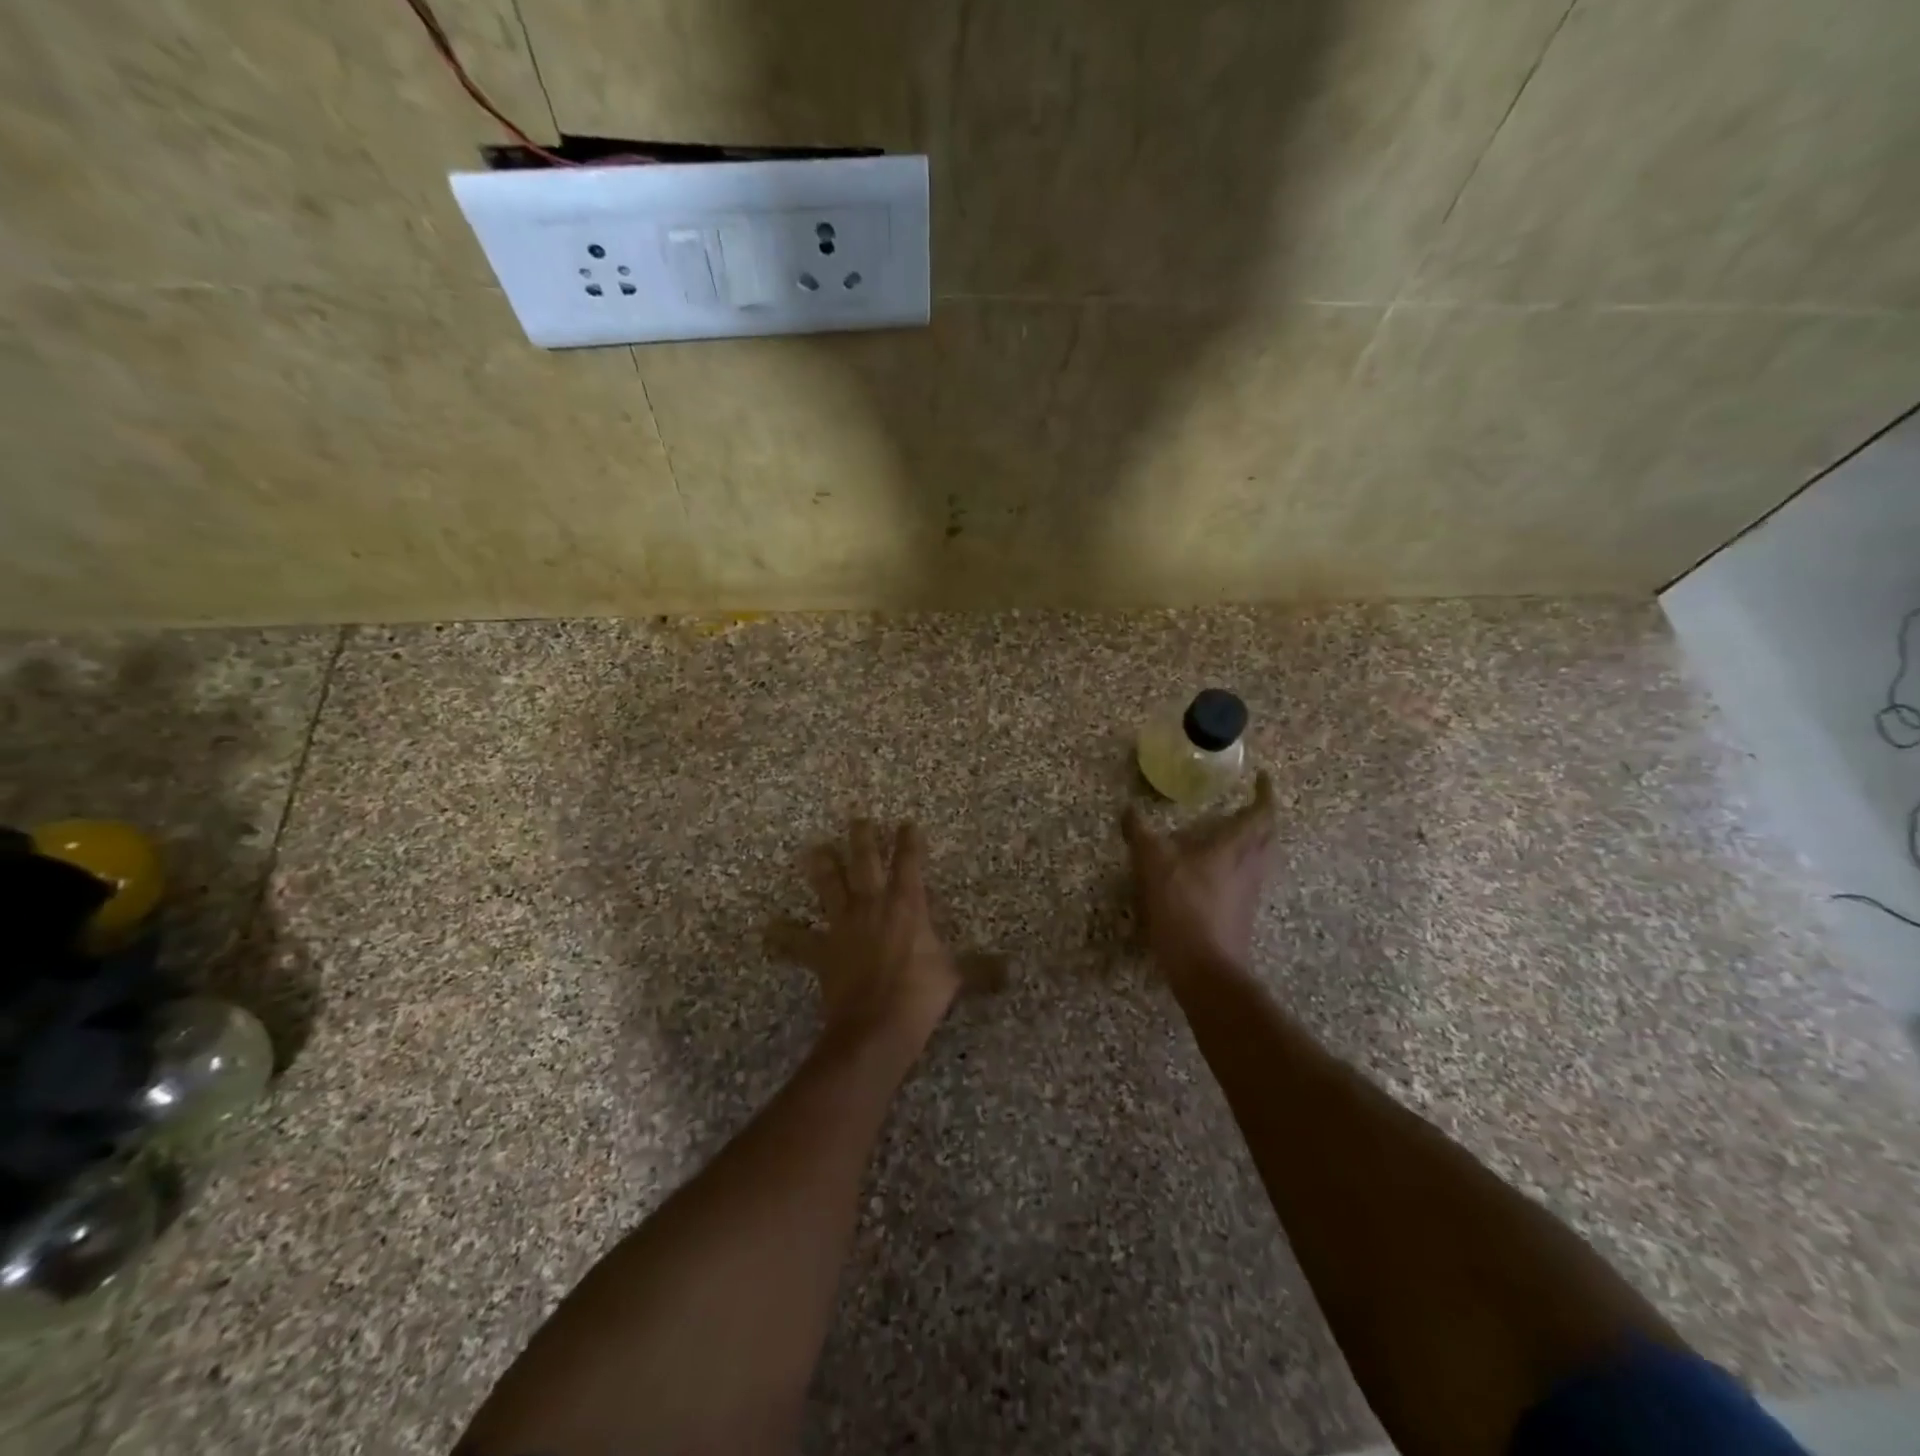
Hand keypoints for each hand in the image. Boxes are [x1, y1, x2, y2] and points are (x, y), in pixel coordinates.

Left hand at [768, 817, 965, 1043]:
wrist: (877, 1025)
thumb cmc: (920, 994)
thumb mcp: (956, 979)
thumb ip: (981, 970)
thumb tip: (1011, 972)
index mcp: (907, 905)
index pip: (910, 863)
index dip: (909, 841)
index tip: (907, 823)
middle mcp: (873, 905)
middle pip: (865, 863)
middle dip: (862, 839)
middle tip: (857, 819)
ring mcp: (844, 925)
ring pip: (830, 887)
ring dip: (822, 867)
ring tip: (814, 850)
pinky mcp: (822, 951)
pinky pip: (798, 942)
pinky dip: (783, 936)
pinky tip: (767, 930)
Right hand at [1122, 771, 1276, 979]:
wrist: (1205, 969)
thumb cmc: (1184, 907)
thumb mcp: (1153, 863)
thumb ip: (1140, 833)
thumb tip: (1129, 809)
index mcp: (1235, 848)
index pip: (1261, 813)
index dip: (1265, 793)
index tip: (1262, 778)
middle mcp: (1250, 867)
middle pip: (1267, 836)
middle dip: (1262, 817)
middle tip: (1248, 805)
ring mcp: (1248, 893)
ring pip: (1260, 859)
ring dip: (1253, 842)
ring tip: (1231, 834)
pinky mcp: (1240, 914)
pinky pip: (1246, 879)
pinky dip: (1238, 866)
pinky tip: (1214, 872)